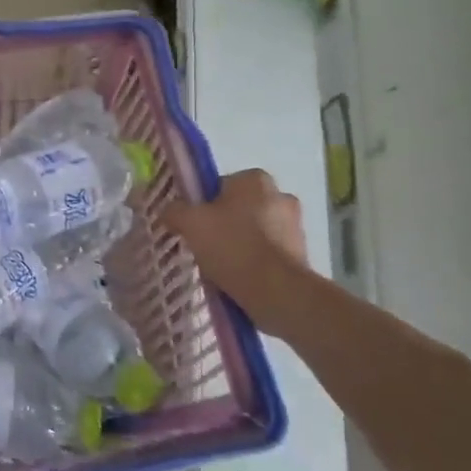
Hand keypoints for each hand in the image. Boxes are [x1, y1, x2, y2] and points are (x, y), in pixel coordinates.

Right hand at [163, 169, 312, 335]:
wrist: (276, 291)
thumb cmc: (232, 246)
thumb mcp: (189, 223)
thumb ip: (174, 210)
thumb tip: (169, 211)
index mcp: (255, 179)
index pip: (219, 185)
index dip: (202, 204)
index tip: (193, 224)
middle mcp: (281, 195)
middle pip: (238, 207)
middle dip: (223, 223)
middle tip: (203, 244)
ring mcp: (295, 225)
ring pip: (254, 230)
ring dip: (239, 242)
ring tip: (219, 265)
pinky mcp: (301, 253)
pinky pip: (267, 252)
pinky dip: (253, 260)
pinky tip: (238, 276)